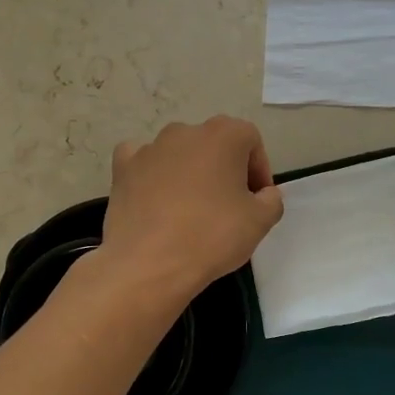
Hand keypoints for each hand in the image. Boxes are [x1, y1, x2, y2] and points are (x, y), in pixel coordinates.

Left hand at [101, 117, 284, 302]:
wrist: (149, 263)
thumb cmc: (212, 236)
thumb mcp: (260, 222)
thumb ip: (271, 200)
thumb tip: (264, 194)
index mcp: (223, 135)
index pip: (250, 140)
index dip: (258, 170)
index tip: (256, 200)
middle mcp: (185, 131)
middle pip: (213, 144)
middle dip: (224, 169)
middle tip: (229, 205)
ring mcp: (150, 148)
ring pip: (179, 153)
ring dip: (189, 172)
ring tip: (191, 208)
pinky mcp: (123, 168)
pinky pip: (142, 162)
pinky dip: (151, 174)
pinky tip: (155, 197)